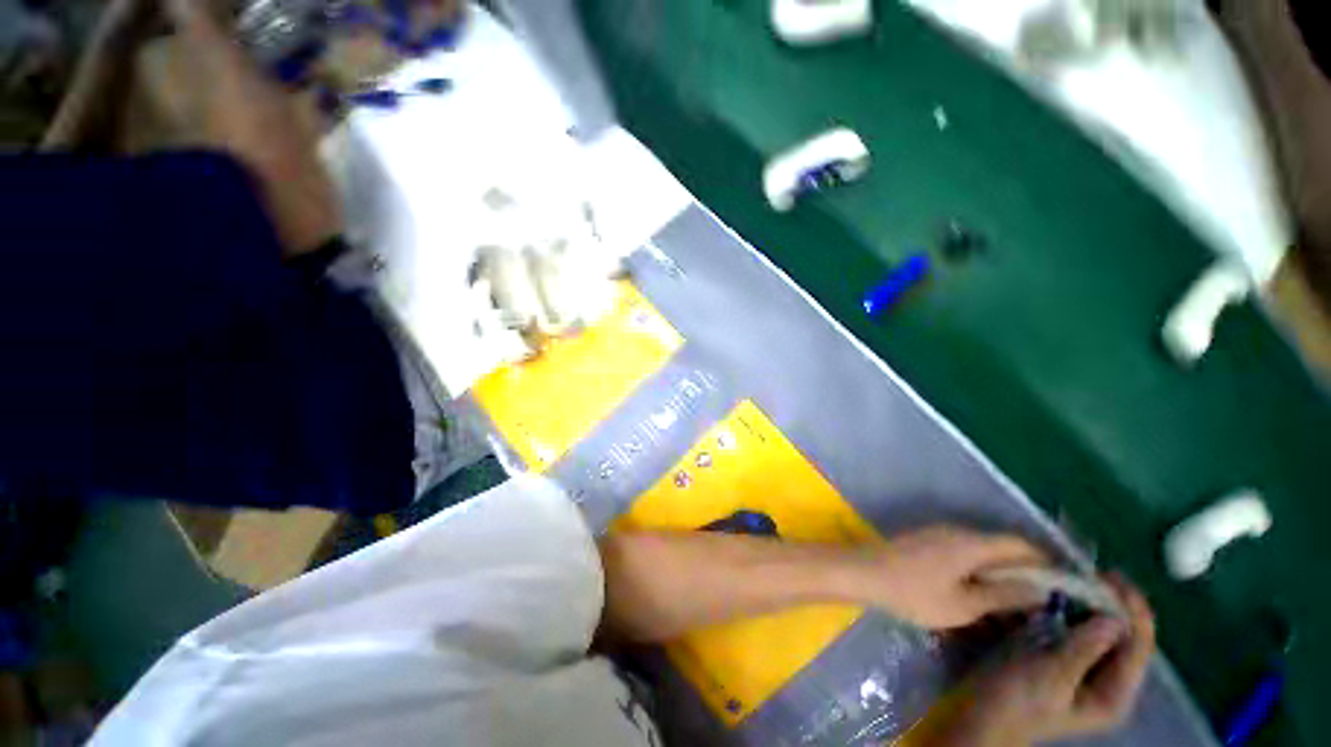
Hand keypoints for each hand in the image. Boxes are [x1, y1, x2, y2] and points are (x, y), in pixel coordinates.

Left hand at [854, 526, 1050, 628]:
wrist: (864, 573)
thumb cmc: (914, 593)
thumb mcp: (963, 605)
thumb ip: (1002, 595)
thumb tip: (1040, 589)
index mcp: (971, 543)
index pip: (1018, 543)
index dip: (1043, 559)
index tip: (1062, 581)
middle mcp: (956, 530)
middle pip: (999, 543)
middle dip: (1024, 565)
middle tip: (1042, 593)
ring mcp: (937, 532)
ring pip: (980, 546)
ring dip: (1000, 566)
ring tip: (1014, 594)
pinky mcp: (924, 539)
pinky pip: (962, 549)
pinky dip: (979, 565)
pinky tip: (979, 586)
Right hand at [933, 576, 1156, 746]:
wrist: (980, 714)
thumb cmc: (1017, 699)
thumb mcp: (1050, 674)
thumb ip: (1085, 648)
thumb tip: (1115, 617)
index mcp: (1114, 694)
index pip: (1138, 646)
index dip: (1133, 610)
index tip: (1114, 576)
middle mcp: (1107, 684)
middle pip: (1125, 638)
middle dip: (1114, 605)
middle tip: (1092, 574)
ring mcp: (1085, 674)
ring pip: (1102, 633)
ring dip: (1093, 606)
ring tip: (1077, 580)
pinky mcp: (1063, 664)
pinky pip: (1079, 634)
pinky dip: (1074, 614)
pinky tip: (1059, 599)